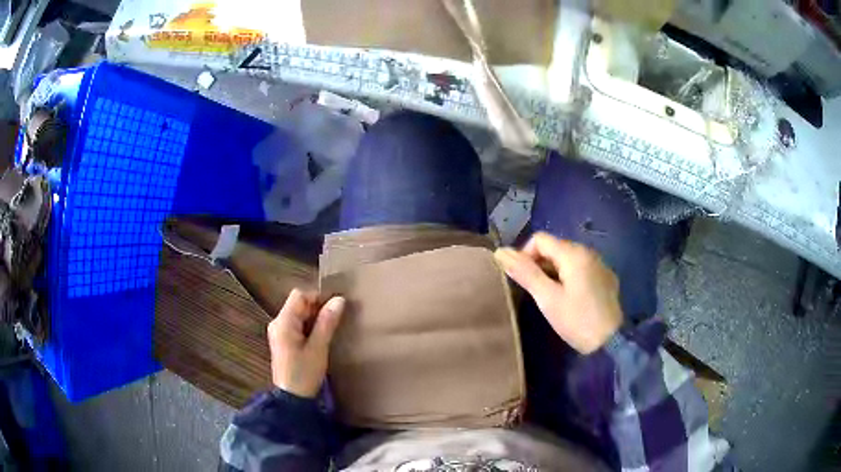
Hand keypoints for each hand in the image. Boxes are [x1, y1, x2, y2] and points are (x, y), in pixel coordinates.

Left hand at [267, 289, 345, 397]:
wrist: (292, 399)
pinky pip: (297, 325)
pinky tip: (320, 339)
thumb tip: (339, 300)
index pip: (299, 295)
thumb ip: (327, 322)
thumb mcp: (318, 348)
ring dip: (314, 319)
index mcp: (283, 322)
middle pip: (298, 304)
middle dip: (317, 309)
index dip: (317, 298)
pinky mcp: (282, 341)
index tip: (334, 310)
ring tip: (330, 331)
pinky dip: (309, 327)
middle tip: (335, 322)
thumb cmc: (304, 373)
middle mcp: (277, 323)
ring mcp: (279, 332)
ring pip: (299, 314)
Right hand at [494, 232, 622, 353]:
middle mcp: (588, 252)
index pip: (540, 239)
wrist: (611, 341)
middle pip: (555, 247)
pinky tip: (571, 299)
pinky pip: (581, 269)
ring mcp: (600, 264)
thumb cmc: (576, 320)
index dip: (525, 255)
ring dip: (554, 272)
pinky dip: (570, 277)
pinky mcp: (606, 278)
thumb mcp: (547, 298)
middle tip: (536, 292)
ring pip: (568, 259)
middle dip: (539, 264)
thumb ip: (525, 273)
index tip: (523, 280)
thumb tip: (500, 252)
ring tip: (551, 297)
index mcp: (573, 253)